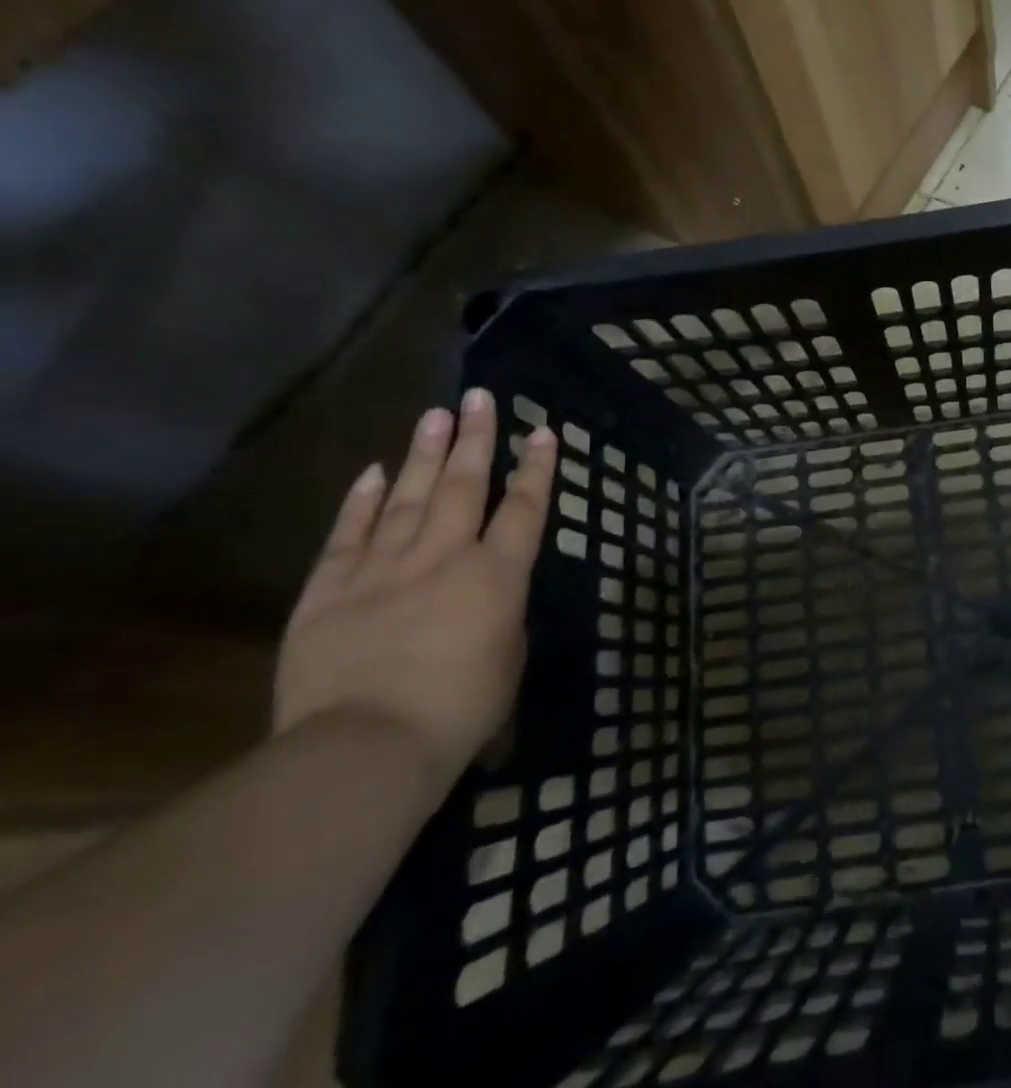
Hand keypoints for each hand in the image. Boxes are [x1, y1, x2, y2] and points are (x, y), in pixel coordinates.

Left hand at [275, 390, 556, 789]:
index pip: (526, 509)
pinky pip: (350, 535)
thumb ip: (503, 614)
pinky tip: (375, 471)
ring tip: (435, 414)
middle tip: (480, 397)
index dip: (537, 468)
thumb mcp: (508, 660)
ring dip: (426, 454)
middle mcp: (445, 557)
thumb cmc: (458, 712)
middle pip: (466, 486)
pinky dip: (363, 501)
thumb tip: (491, 593)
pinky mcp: (330, 591)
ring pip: (410, 497)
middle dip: (476, 438)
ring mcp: (383, 569)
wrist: (363, 749)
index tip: (543, 432)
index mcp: (498, 576)